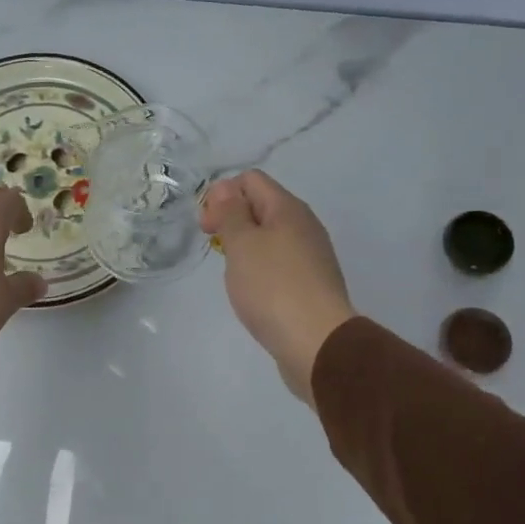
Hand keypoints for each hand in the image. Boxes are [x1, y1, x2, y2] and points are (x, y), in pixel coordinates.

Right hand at [200, 171, 356, 401]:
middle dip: (231, 219)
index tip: (207, 226)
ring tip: (232, 271)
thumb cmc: (273, 287)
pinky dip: (260, 268)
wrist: (317, 343)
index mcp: (288, 209)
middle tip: (215, 246)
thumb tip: (227, 189)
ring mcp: (310, 256)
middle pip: (261, 206)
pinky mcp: (310, 284)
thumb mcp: (242, 244)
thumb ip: (231, 213)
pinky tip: (252, 290)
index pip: (251, 180)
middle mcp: (304, 225)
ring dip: (245, 246)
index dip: (222, 195)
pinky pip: (279, 262)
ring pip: (270, 236)